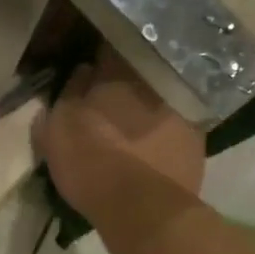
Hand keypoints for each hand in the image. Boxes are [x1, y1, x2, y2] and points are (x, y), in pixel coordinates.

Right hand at [34, 46, 204, 224]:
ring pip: (158, 97)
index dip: (97, 55)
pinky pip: (176, 125)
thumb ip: (67, 94)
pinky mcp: (196, 138)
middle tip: (109, 97)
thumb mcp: (57, 129)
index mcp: (117, 72)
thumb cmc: (91, 162)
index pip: (107, 46)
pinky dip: (164, 131)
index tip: (89, 65)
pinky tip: (152, 147)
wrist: (141, 207)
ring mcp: (181, 108)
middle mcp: (154, 81)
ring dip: (146, 105)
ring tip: (132, 125)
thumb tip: (81, 72)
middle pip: (137, 71)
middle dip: (124, 80)